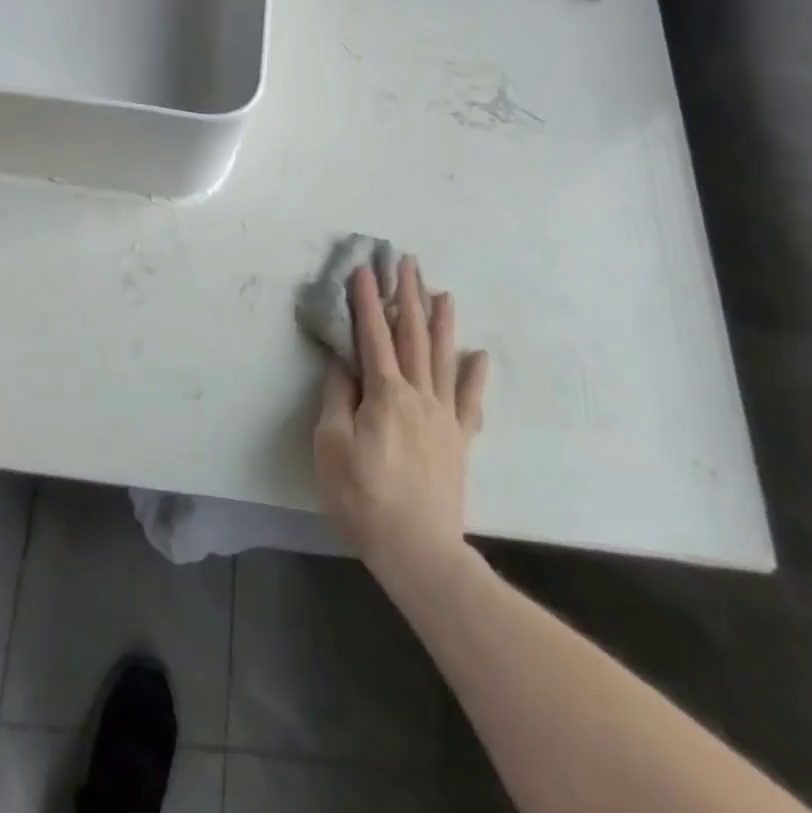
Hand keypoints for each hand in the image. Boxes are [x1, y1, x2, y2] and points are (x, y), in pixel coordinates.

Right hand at [313, 256, 487, 571]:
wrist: (418, 550)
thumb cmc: (364, 496)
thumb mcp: (331, 445)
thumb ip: (338, 398)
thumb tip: (345, 364)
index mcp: (385, 393)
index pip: (373, 335)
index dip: (367, 300)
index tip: (364, 269)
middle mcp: (418, 394)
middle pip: (413, 336)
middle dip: (408, 296)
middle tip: (406, 262)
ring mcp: (444, 416)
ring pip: (443, 358)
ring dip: (441, 322)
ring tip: (442, 292)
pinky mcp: (459, 440)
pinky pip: (470, 402)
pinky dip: (475, 377)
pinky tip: (480, 357)